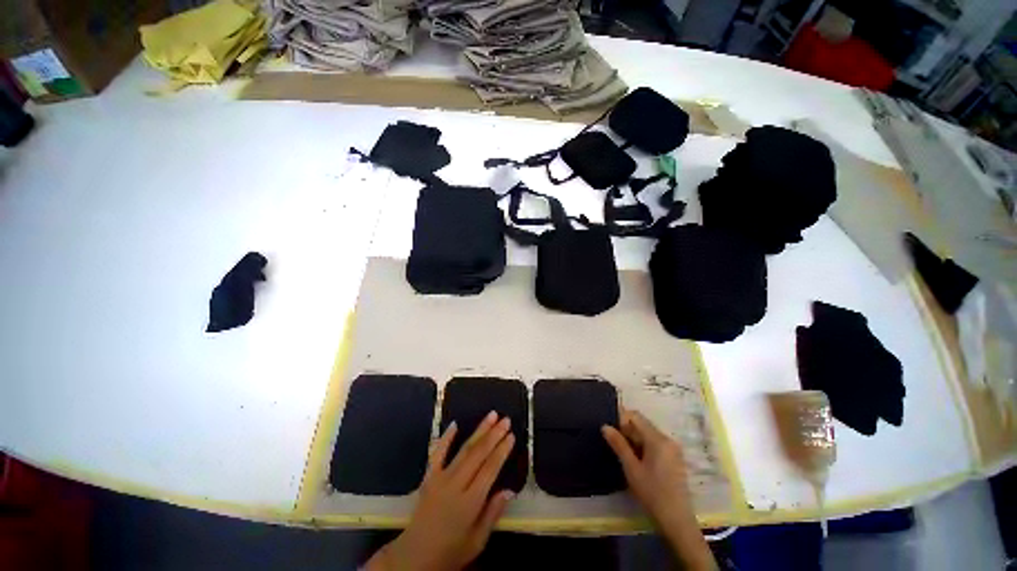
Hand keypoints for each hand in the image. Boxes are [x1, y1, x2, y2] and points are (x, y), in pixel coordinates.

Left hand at [367, 412, 515, 570]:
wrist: (414, 556)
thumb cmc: (450, 552)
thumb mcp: (477, 541)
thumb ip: (493, 514)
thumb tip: (509, 490)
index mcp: (469, 503)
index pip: (489, 470)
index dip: (501, 451)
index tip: (511, 436)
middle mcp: (455, 485)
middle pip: (478, 454)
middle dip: (494, 435)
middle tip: (506, 419)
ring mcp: (440, 479)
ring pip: (463, 449)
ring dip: (478, 431)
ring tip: (491, 415)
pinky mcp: (429, 477)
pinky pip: (437, 453)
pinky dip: (446, 438)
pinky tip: (455, 424)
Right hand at [602, 409, 715, 569]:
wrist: (677, 521)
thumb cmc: (652, 493)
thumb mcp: (631, 468)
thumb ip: (618, 444)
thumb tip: (605, 426)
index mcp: (657, 438)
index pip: (635, 416)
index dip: (620, 419)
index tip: (611, 432)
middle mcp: (667, 439)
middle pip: (642, 424)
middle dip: (627, 431)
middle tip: (615, 445)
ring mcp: (673, 449)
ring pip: (648, 435)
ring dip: (634, 440)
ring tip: (624, 455)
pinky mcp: (674, 459)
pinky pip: (655, 444)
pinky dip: (644, 447)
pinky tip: (637, 462)